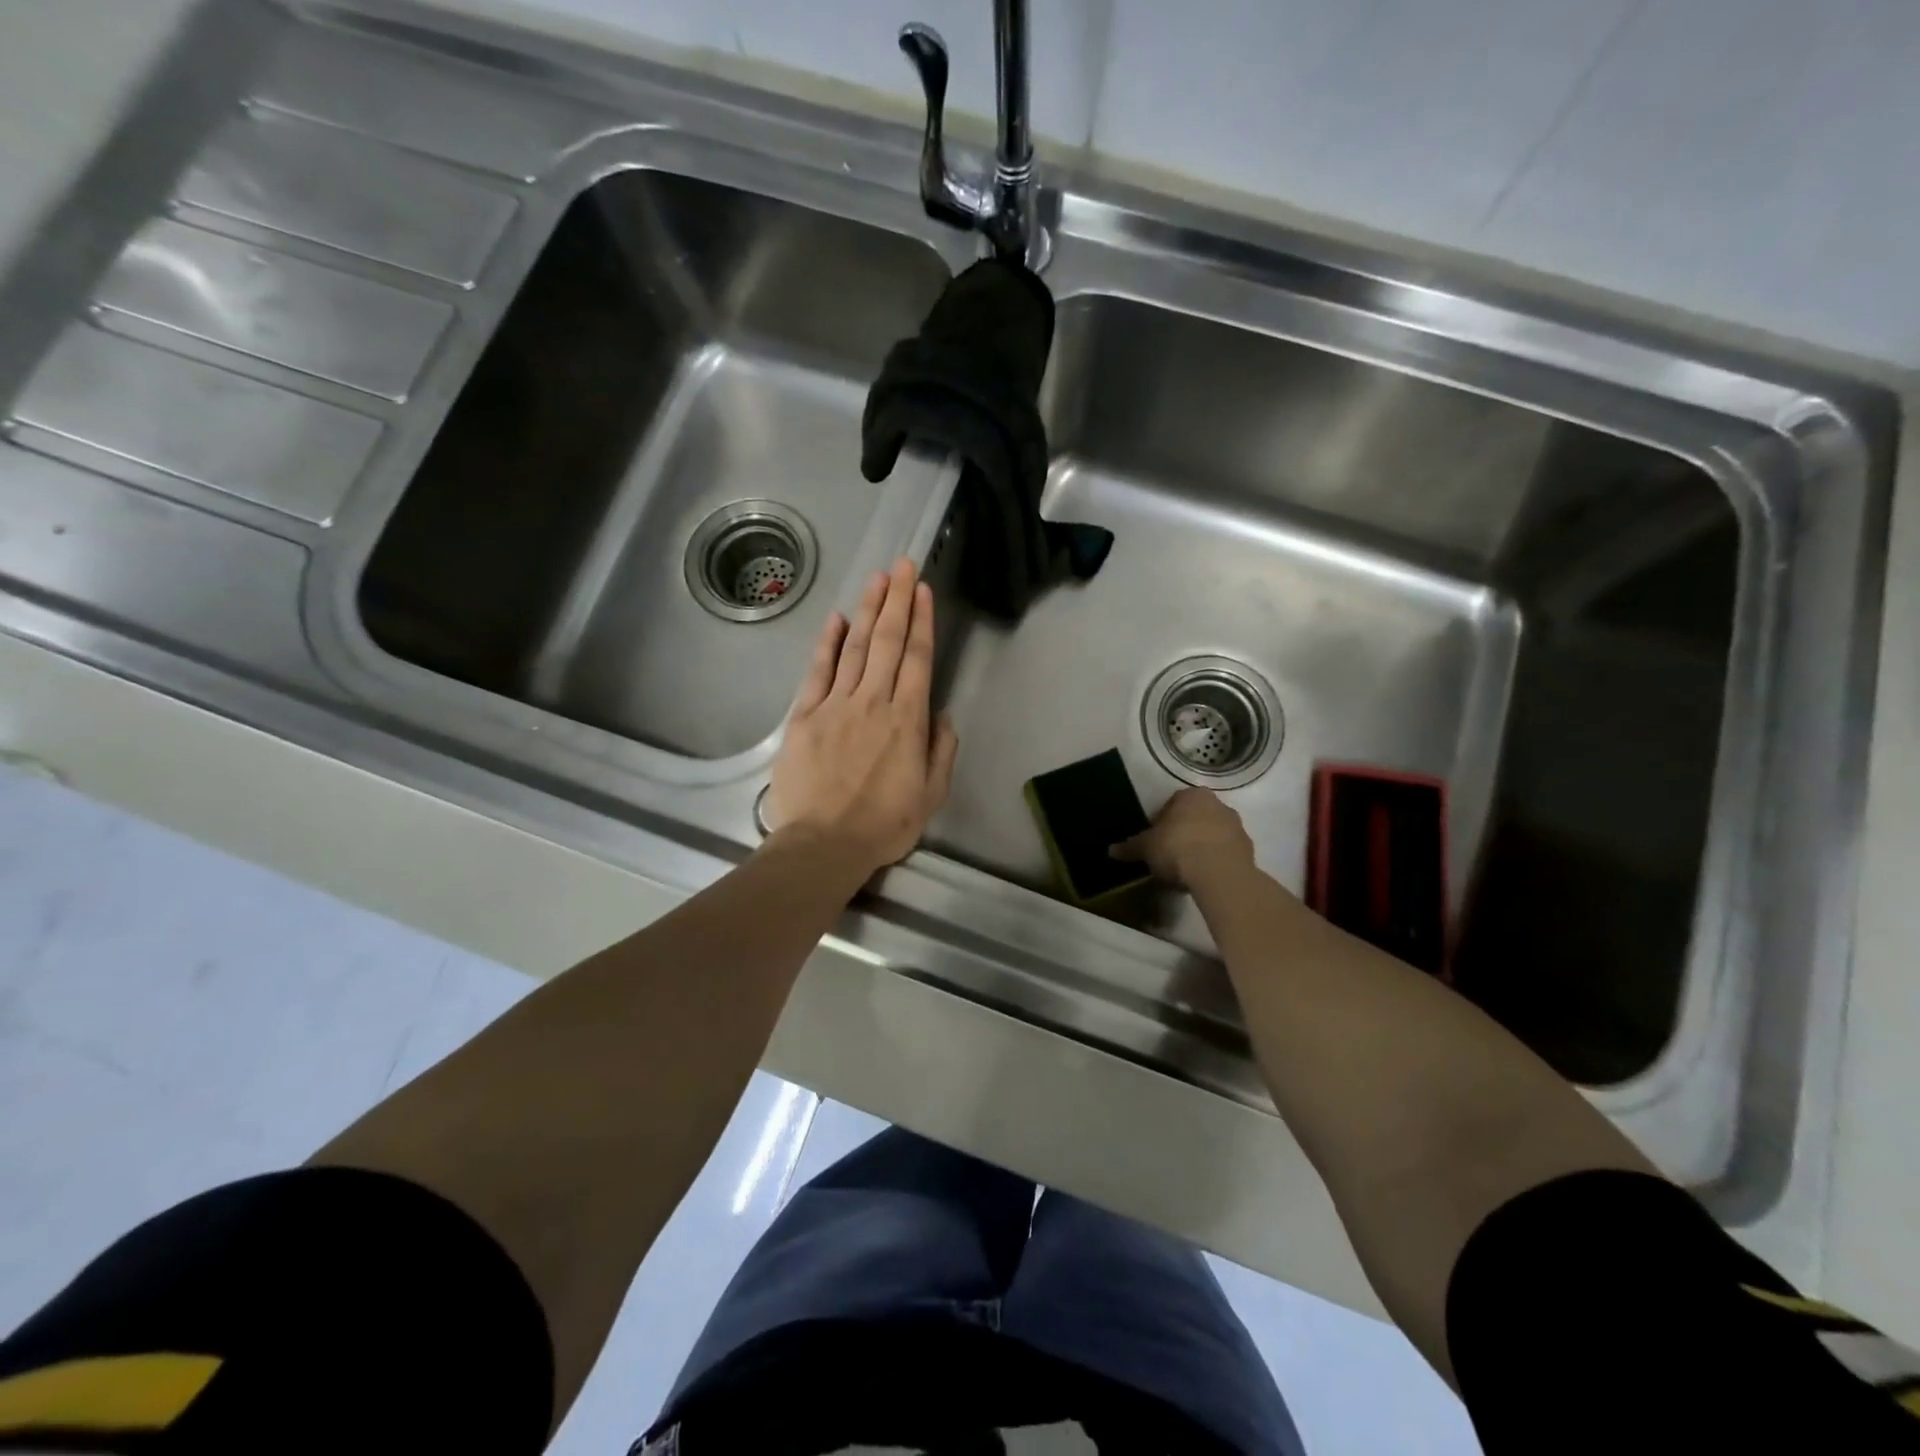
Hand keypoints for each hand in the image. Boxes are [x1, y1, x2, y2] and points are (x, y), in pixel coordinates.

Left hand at [764, 558, 959, 876]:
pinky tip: (837, 619)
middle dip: (897, 600)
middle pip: (888, 642)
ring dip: (867, 610)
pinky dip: (828, 643)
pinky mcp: (804, 716)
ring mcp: (836, 705)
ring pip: (855, 647)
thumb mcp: (931, 795)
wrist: (824, 844)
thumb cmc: (883, 825)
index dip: (921, 621)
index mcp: (907, 720)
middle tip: (902, 565)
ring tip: (877, 579)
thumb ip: (941, 751)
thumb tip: (942, 714)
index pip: (918, 659)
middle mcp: (873, 702)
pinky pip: (818, 671)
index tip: (923, 590)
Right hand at [1111, 787, 1255, 889]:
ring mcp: (1236, 826)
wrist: (1219, 873)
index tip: (1155, 840)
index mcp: (1191, 795)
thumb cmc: (1177, 849)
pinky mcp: (1248, 848)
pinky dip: (1216, 859)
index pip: (1172, 803)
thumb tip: (1111, 850)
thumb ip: (1130, 847)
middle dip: (1184, 831)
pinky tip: (1204, 875)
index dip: (1161, 822)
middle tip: (1169, 853)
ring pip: (1213, 833)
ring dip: (1201, 845)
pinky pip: (1226, 851)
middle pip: (1195, 816)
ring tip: (1187, 867)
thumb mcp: (1146, 848)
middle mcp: (1217, 804)